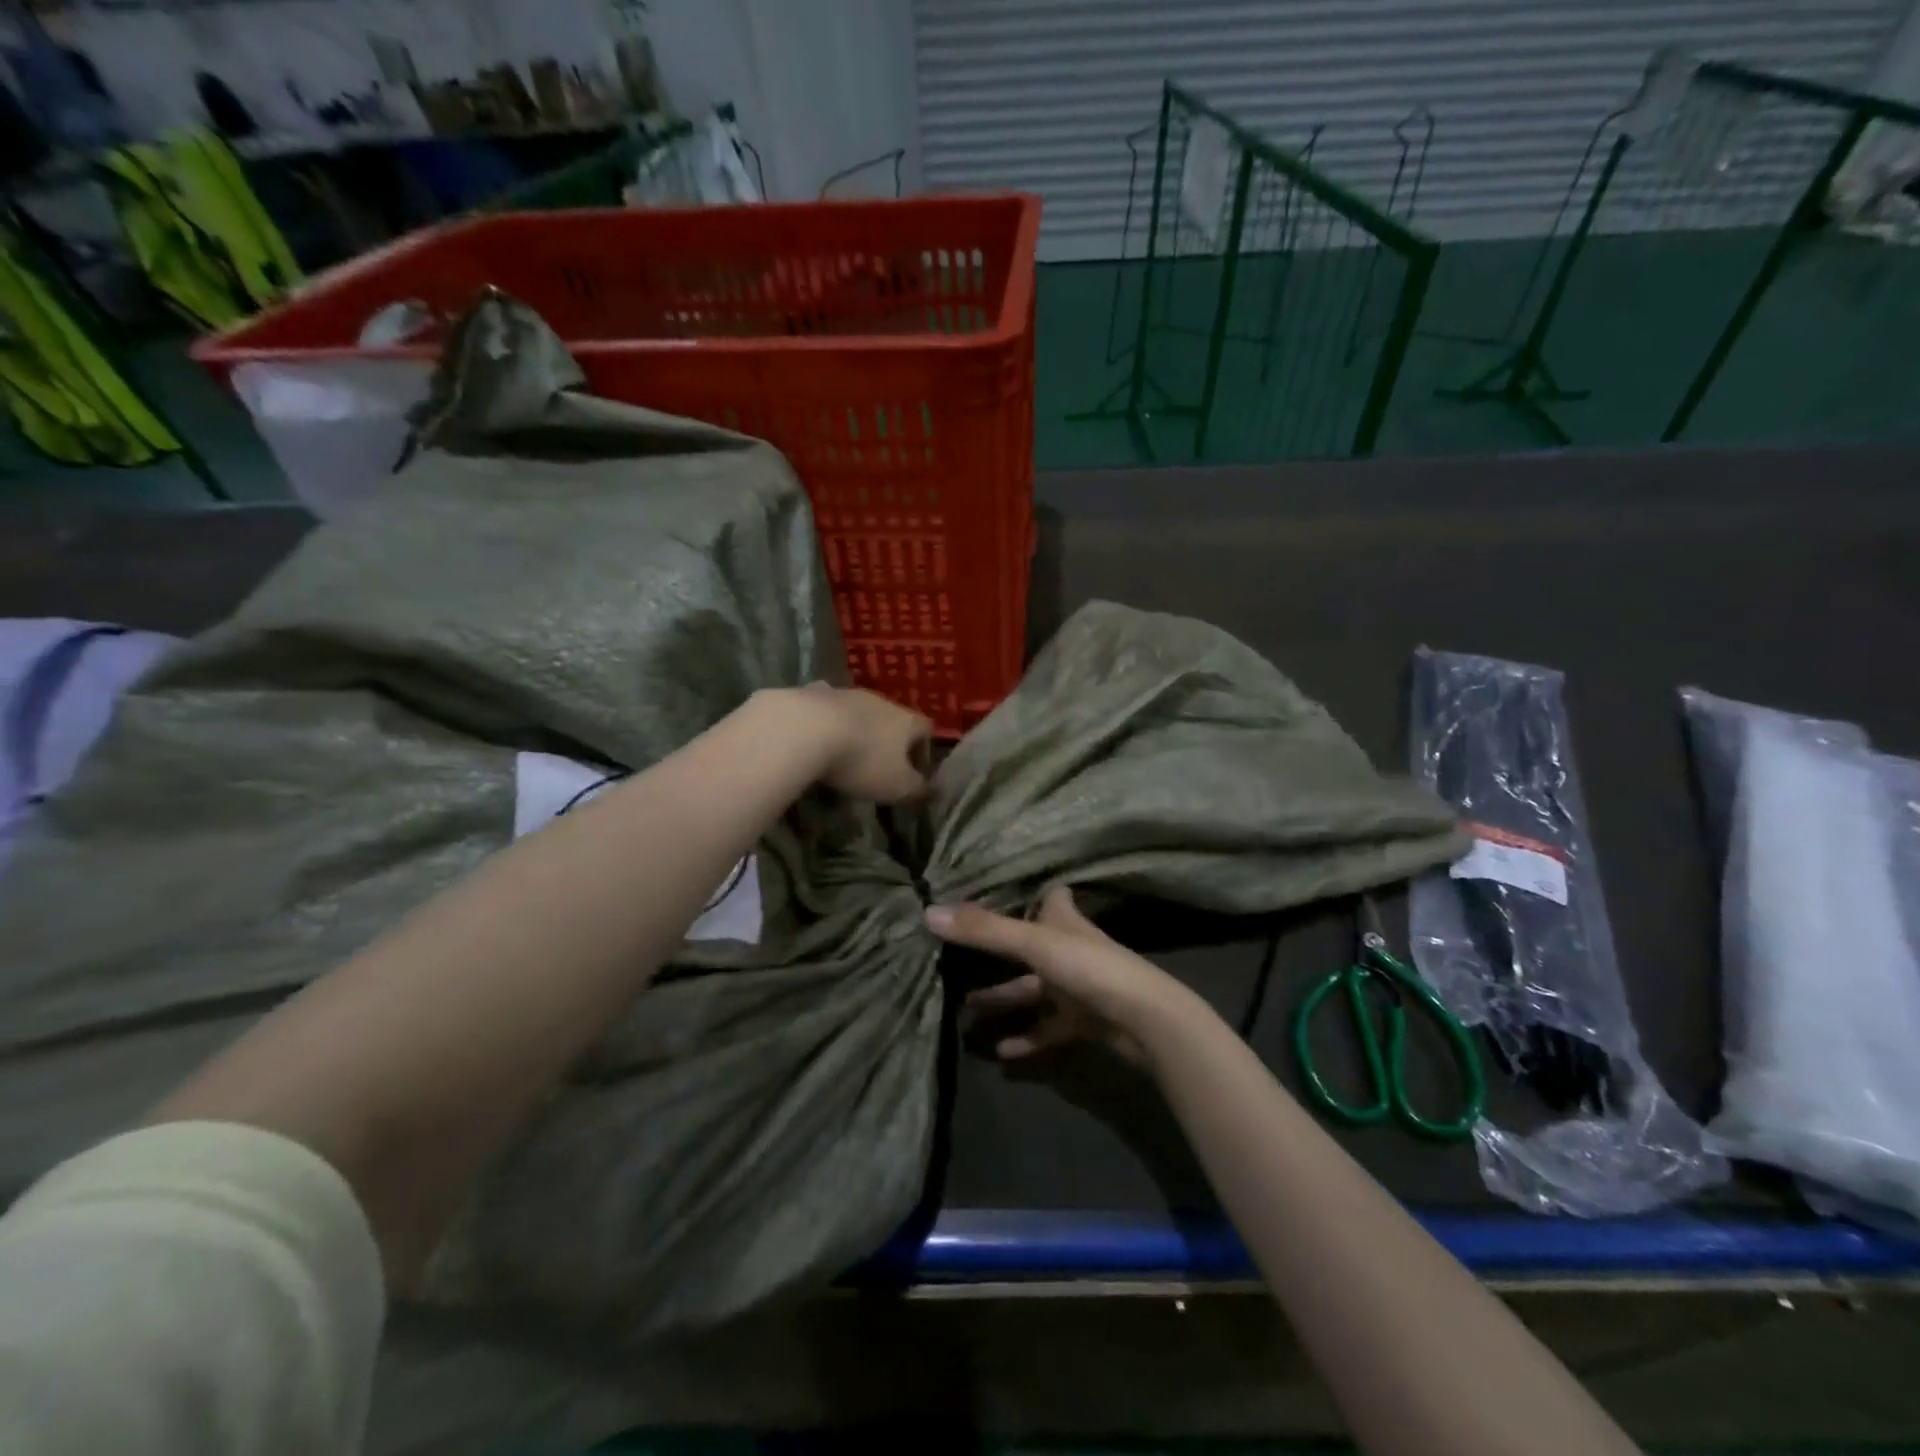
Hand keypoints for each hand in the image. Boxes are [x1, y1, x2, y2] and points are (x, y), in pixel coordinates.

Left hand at [788, 685, 931, 802]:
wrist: (806, 730)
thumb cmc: (863, 761)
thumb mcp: (897, 786)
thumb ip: (918, 789)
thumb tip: (936, 790)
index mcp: (906, 721)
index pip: (926, 728)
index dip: (924, 749)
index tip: (915, 771)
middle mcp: (881, 701)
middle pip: (893, 717)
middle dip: (888, 739)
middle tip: (878, 765)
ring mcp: (847, 694)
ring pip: (859, 711)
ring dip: (857, 729)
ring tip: (844, 753)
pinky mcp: (814, 693)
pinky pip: (826, 707)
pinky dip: (825, 720)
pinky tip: (815, 735)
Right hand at [926, 888, 1191, 1064]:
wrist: (1146, 1020)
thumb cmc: (1091, 968)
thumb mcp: (1033, 944)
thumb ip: (983, 931)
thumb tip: (928, 912)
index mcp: (1065, 922)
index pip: (1054, 897)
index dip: (1036, 893)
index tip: (1007, 891)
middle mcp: (1071, 949)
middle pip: (1031, 946)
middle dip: (998, 954)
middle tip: (959, 960)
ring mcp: (1079, 987)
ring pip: (1034, 990)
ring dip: (1004, 999)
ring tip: (965, 1010)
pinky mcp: (1084, 1022)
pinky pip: (1047, 1029)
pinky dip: (1026, 1037)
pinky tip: (1000, 1051)